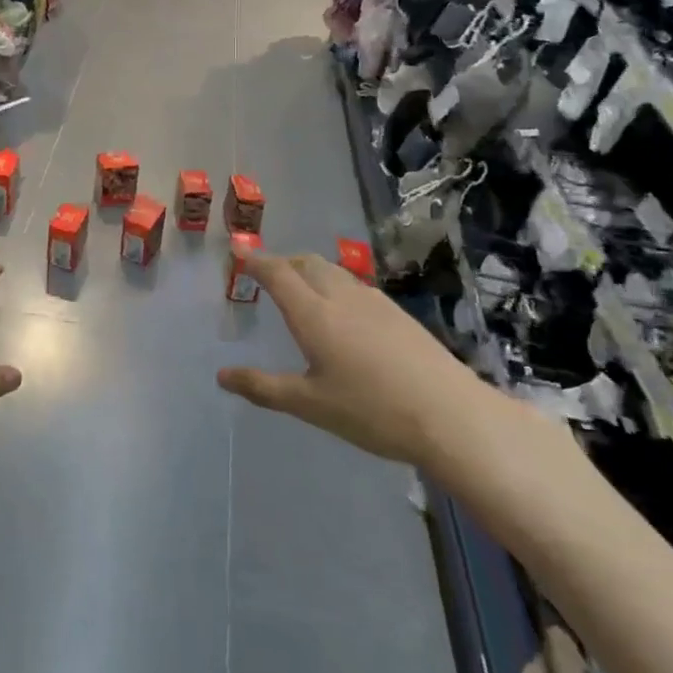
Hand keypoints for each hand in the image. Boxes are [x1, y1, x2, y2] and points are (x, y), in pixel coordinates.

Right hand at [216, 249, 503, 471]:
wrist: (451, 415)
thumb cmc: (371, 410)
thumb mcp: (310, 404)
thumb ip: (263, 387)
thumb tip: (221, 376)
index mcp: (314, 314)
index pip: (278, 273)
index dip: (256, 262)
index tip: (240, 256)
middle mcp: (341, 297)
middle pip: (307, 263)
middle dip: (283, 262)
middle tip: (268, 275)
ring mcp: (374, 302)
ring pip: (334, 271)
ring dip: (310, 270)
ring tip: (302, 290)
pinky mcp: (398, 313)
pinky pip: (355, 285)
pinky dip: (335, 285)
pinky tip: (343, 313)